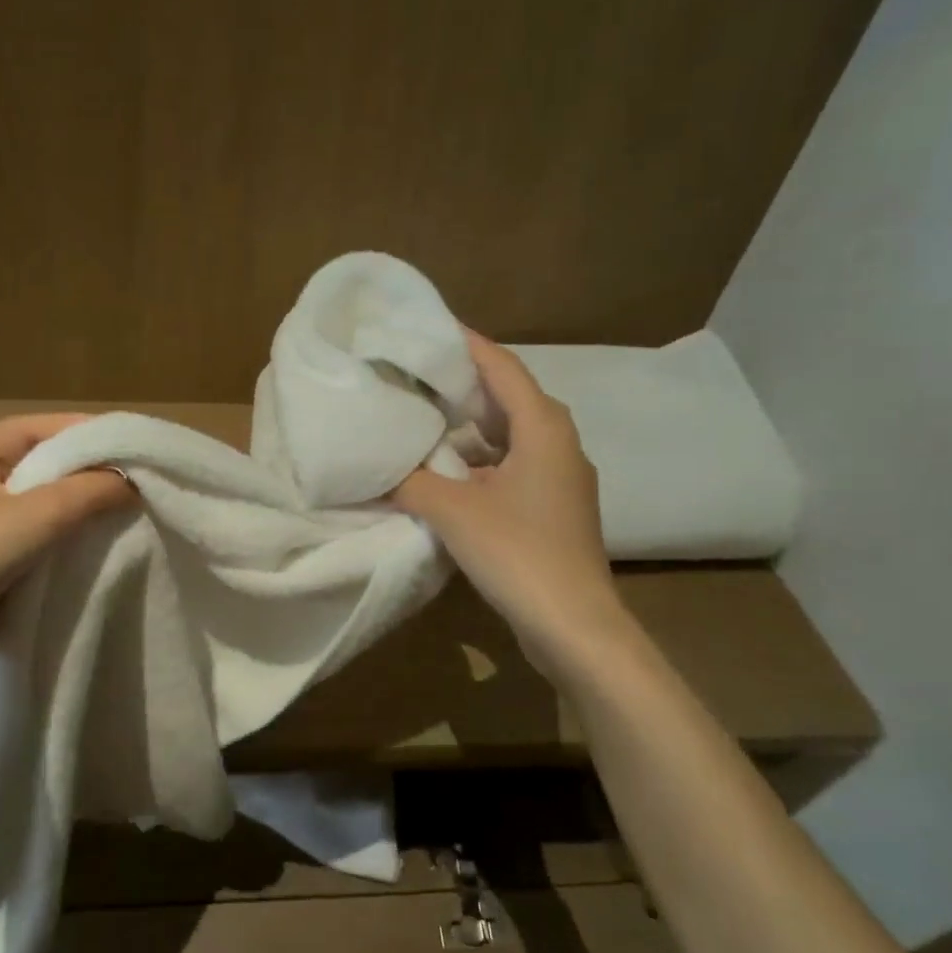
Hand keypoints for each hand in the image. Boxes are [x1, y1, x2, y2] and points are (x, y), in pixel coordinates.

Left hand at [0, 414, 134, 688]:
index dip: (75, 428)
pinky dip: (58, 544)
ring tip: (118, 512)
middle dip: (79, 470)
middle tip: (128, 477)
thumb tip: (132, 481)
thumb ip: (88, 492)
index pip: (28, 428)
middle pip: (33, 466)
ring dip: (71, 510)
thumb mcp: (35, 515)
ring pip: (32, 509)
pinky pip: (28, 545)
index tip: (122, 440)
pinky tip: (90, 551)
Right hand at [392, 333, 627, 673]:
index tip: (428, 327)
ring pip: (509, 435)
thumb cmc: (518, 553)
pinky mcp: (553, 508)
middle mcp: (559, 443)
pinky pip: (511, 465)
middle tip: (415, 372)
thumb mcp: (453, 511)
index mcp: (544, 428)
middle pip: (508, 398)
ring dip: (469, 425)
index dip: (466, 343)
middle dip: (462, 383)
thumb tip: (377, 466)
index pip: (501, 367)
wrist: (574, 625)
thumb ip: (411, 481)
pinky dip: (478, 460)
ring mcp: (560, 478)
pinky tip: (445, 471)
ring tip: (423, 415)